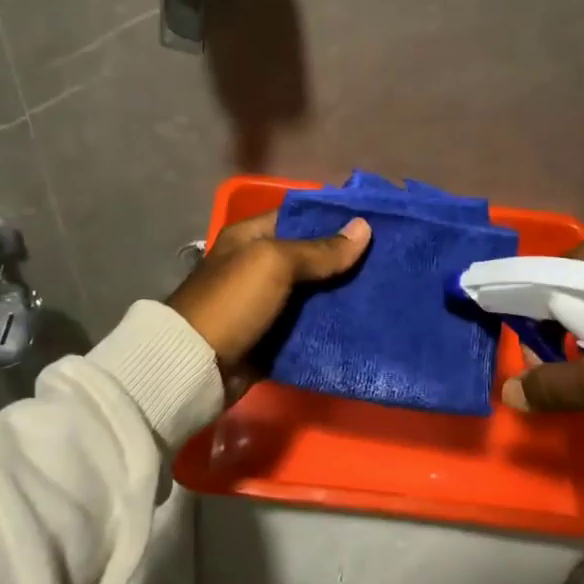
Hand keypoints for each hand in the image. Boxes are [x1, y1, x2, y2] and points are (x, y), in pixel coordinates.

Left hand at [167, 211, 370, 397]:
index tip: (374, 223)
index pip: (298, 217)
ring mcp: (265, 303)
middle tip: (388, 260)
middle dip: (344, 259)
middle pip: (309, 256)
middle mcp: (257, 265)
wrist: (196, 366)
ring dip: (341, 294)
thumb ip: (319, 250)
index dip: (333, 218)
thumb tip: (364, 228)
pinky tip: (363, 322)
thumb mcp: (274, 264)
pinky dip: (329, 325)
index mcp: (250, 236)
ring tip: (384, 290)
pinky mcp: (271, 336)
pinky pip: (307, 326)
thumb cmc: (232, 302)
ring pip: (313, 293)